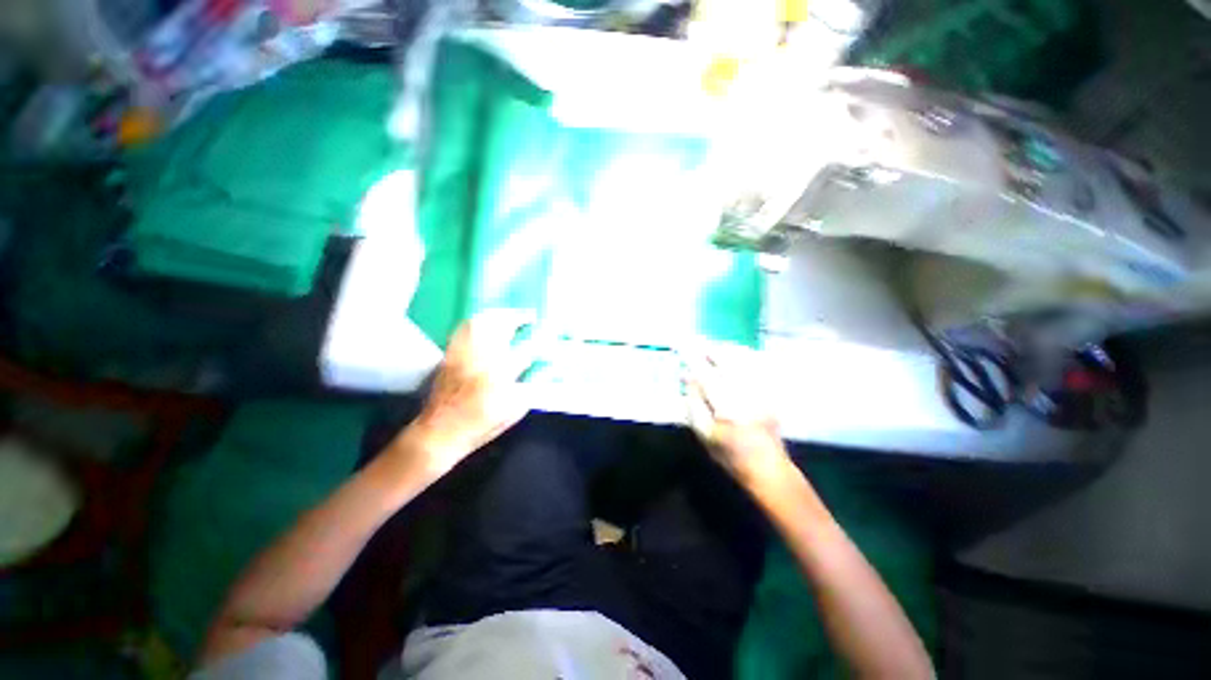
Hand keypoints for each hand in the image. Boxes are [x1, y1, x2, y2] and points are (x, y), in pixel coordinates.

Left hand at [399, 309, 536, 479]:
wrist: (439, 432)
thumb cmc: (481, 425)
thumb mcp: (514, 411)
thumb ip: (529, 387)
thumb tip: (542, 367)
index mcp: (501, 377)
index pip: (527, 350)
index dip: (541, 339)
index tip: (551, 332)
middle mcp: (481, 359)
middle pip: (501, 327)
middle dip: (518, 317)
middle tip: (529, 317)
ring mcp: (463, 354)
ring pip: (481, 323)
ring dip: (498, 315)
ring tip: (509, 316)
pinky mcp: (450, 354)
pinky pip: (463, 329)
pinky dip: (477, 322)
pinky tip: (485, 323)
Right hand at [682, 342, 790, 489]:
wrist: (768, 469)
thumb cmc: (731, 456)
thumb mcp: (705, 435)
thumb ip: (694, 405)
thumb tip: (687, 378)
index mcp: (727, 406)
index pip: (706, 374)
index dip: (694, 359)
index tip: (683, 347)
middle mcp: (746, 393)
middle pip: (728, 360)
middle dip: (712, 350)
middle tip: (699, 347)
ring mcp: (761, 391)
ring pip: (744, 360)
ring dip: (727, 352)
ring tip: (714, 350)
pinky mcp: (770, 393)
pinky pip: (757, 367)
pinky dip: (744, 358)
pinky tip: (736, 358)